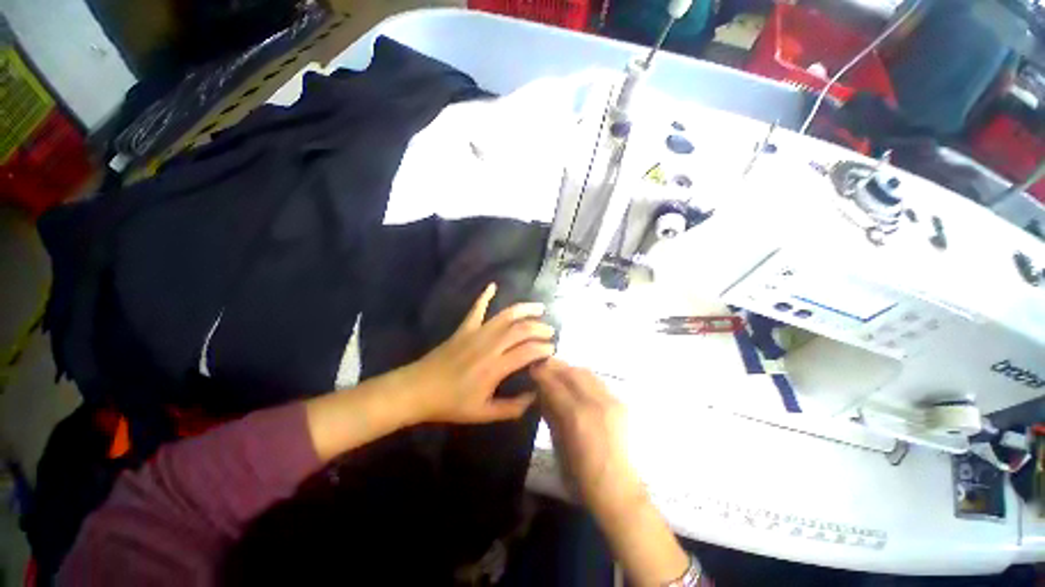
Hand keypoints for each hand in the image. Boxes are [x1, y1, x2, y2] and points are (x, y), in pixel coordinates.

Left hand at [404, 283, 555, 424]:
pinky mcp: (464, 328)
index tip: (552, 350)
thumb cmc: (451, 404)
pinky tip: (493, 285)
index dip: (544, 349)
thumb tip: (534, 397)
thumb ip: (512, 408)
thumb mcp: (484, 413)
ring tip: (539, 308)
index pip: (529, 351)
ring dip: (524, 309)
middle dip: (540, 328)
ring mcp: (476, 333)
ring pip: (506, 315)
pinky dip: (485, 295)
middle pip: (522, 330)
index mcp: (496, 367)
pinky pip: (476, 308)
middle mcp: (490, 345)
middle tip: (551, 331)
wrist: (418, 390)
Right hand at [532, 358, 644, 518]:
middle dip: (556, 366)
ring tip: (559, 373)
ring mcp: (611, 401)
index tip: (532, 368)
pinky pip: (599, 382)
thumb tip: (540, 393)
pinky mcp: (621, 404)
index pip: (554, 384)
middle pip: (572, 372)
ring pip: (587, 373)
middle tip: (543, 366)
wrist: (618, 491)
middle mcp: (595, 402)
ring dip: (570, 370)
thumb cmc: (581, 477)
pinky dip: (584, 378)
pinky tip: (577, 384)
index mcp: (576, 416)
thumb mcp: (558, 445)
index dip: (541, 373)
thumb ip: (550, 414)